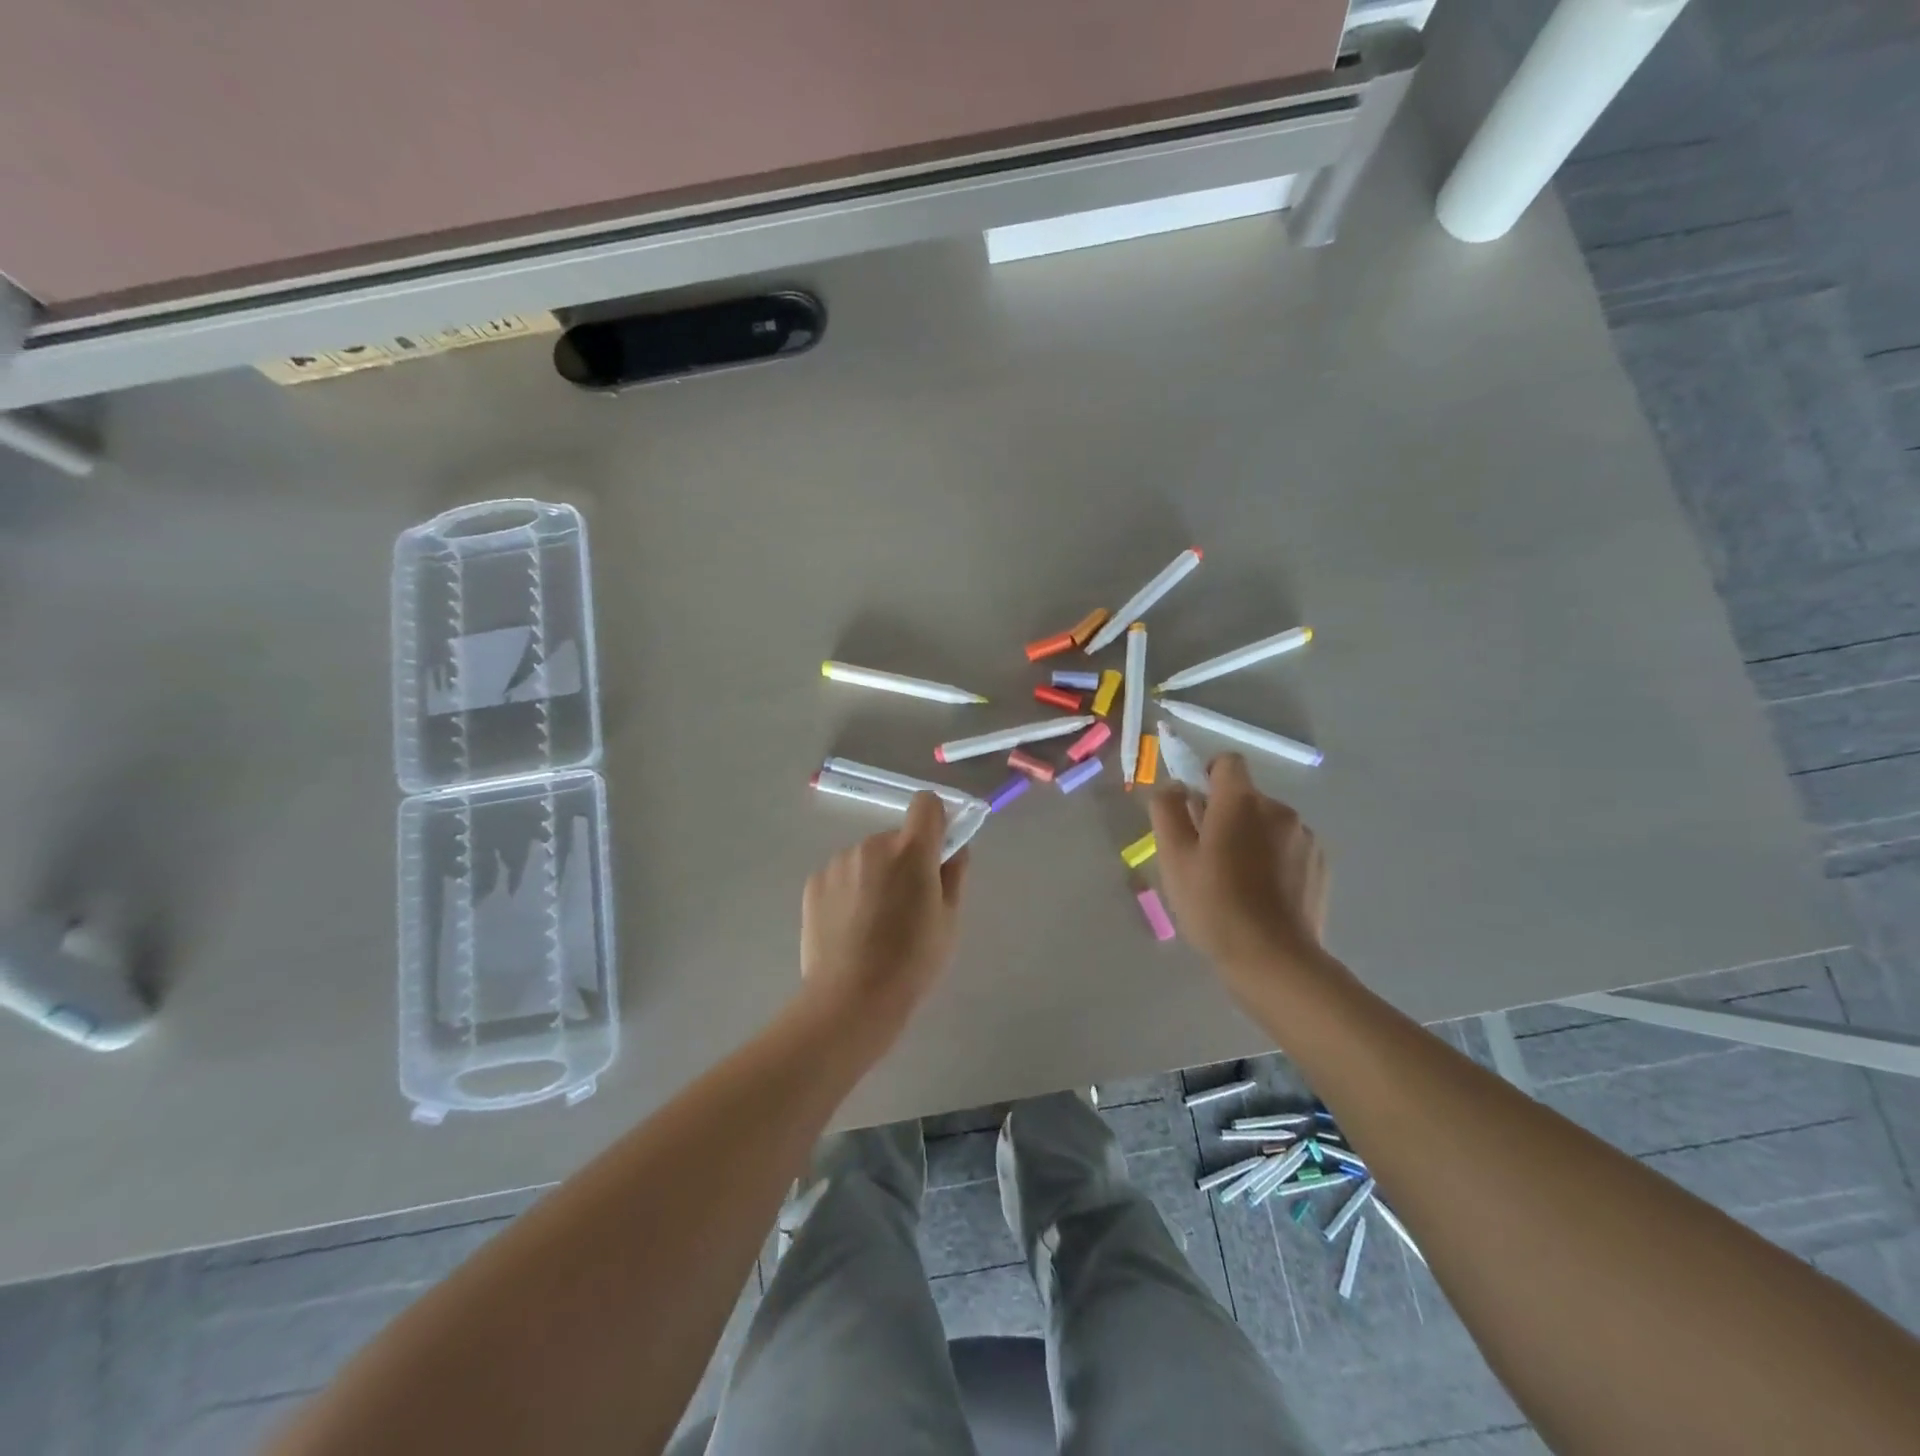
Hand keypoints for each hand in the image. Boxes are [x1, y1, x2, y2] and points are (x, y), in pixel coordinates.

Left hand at [800, 792, 968, 1047]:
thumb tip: (953, 850)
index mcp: (912, 850)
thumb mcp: (949, 921)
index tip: (938, 849)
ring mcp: (839, 862)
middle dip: (905, 859)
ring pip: (867, 857)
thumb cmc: (912, 962)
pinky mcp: (815, 882)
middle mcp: (872, 845)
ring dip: (875, 875)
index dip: (936, 820)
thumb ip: (954, 875)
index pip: (926, 803)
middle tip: (908, 904)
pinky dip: (850, 890)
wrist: (850, 999)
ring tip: (874, 922)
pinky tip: (850, 927)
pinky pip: (842, 875)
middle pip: (896, 838)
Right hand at [1149, 754, 1330, 997]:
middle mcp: (1279, 809)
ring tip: (1236, 881)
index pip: (1227, 763)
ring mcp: (1306, 838)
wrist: (1274, 959)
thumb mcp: (1173, 857)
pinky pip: (1289, 848)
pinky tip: (1262, 895)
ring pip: (1268, 824)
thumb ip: (1167, 811)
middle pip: (1246, 797)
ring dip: (1251, 838)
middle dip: (1225, 815)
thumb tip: (1172, 786)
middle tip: (1206, 856)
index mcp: (1241, 802)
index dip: (1207, 776)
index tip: (1194, 808)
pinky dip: (1274, 860)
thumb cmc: (1214, 904)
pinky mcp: (1321, 866)